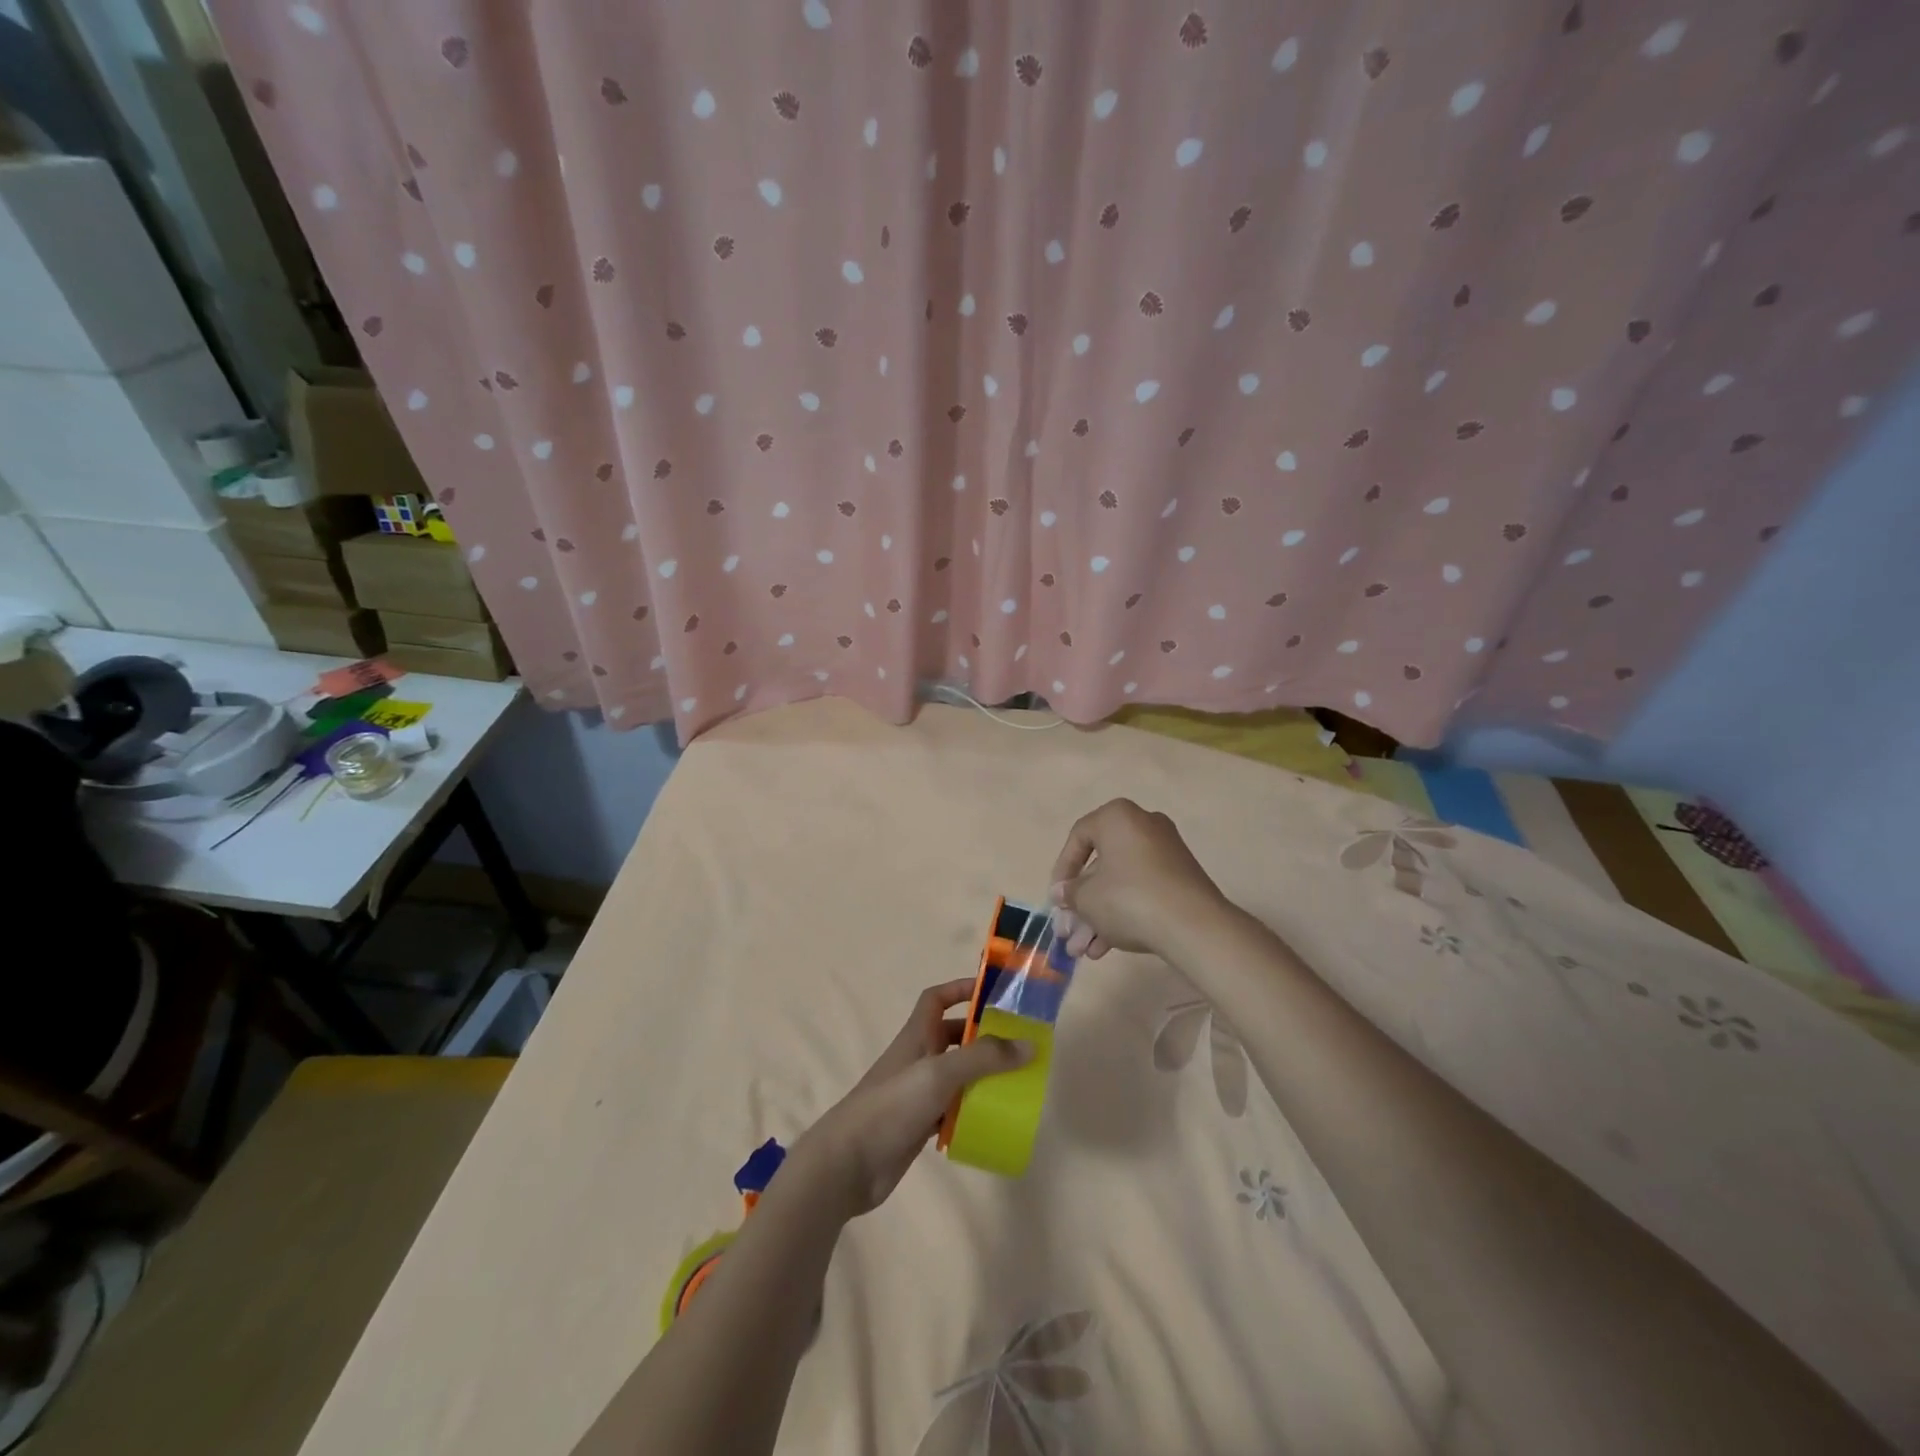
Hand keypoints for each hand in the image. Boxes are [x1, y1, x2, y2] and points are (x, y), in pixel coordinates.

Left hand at [792, 980, 1030, 1219]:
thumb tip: (1028, 1044)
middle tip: (1018, 1045)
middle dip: (983, 1037)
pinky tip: (993, 1122)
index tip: (993, 992)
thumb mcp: (939, 1074)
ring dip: (982, 1077)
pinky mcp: (919, 1125)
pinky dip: (971, 1112)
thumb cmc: (891, 1106)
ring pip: (956, 1076)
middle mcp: (918, 1059)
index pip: (936, 999)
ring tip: (1016, 1084)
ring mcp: (918, 1093)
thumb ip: (983, 1058)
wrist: (848, 1164)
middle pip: (954, 1037)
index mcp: (917, 1036)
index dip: (960, 989)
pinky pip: (953, 1110)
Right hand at [1049, 799, 1227, 960]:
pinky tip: (1106, 949)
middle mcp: (1144, 826)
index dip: (1062, 870)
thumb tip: (1063, 893)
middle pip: (1101, 866)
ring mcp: (1166, 853)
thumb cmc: (1128, 898)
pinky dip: (1123, 915)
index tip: (1057, 898)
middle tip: (1068, 932)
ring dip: (1098, 916)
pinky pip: (1142, 892)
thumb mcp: (1086, 898)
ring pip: (1121, 883)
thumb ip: (1070, 893)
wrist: (1193, 925)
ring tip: (1083, 951)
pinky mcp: (1181, 879)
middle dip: (1081, 904)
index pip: (1079, 837)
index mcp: (1118, 817)